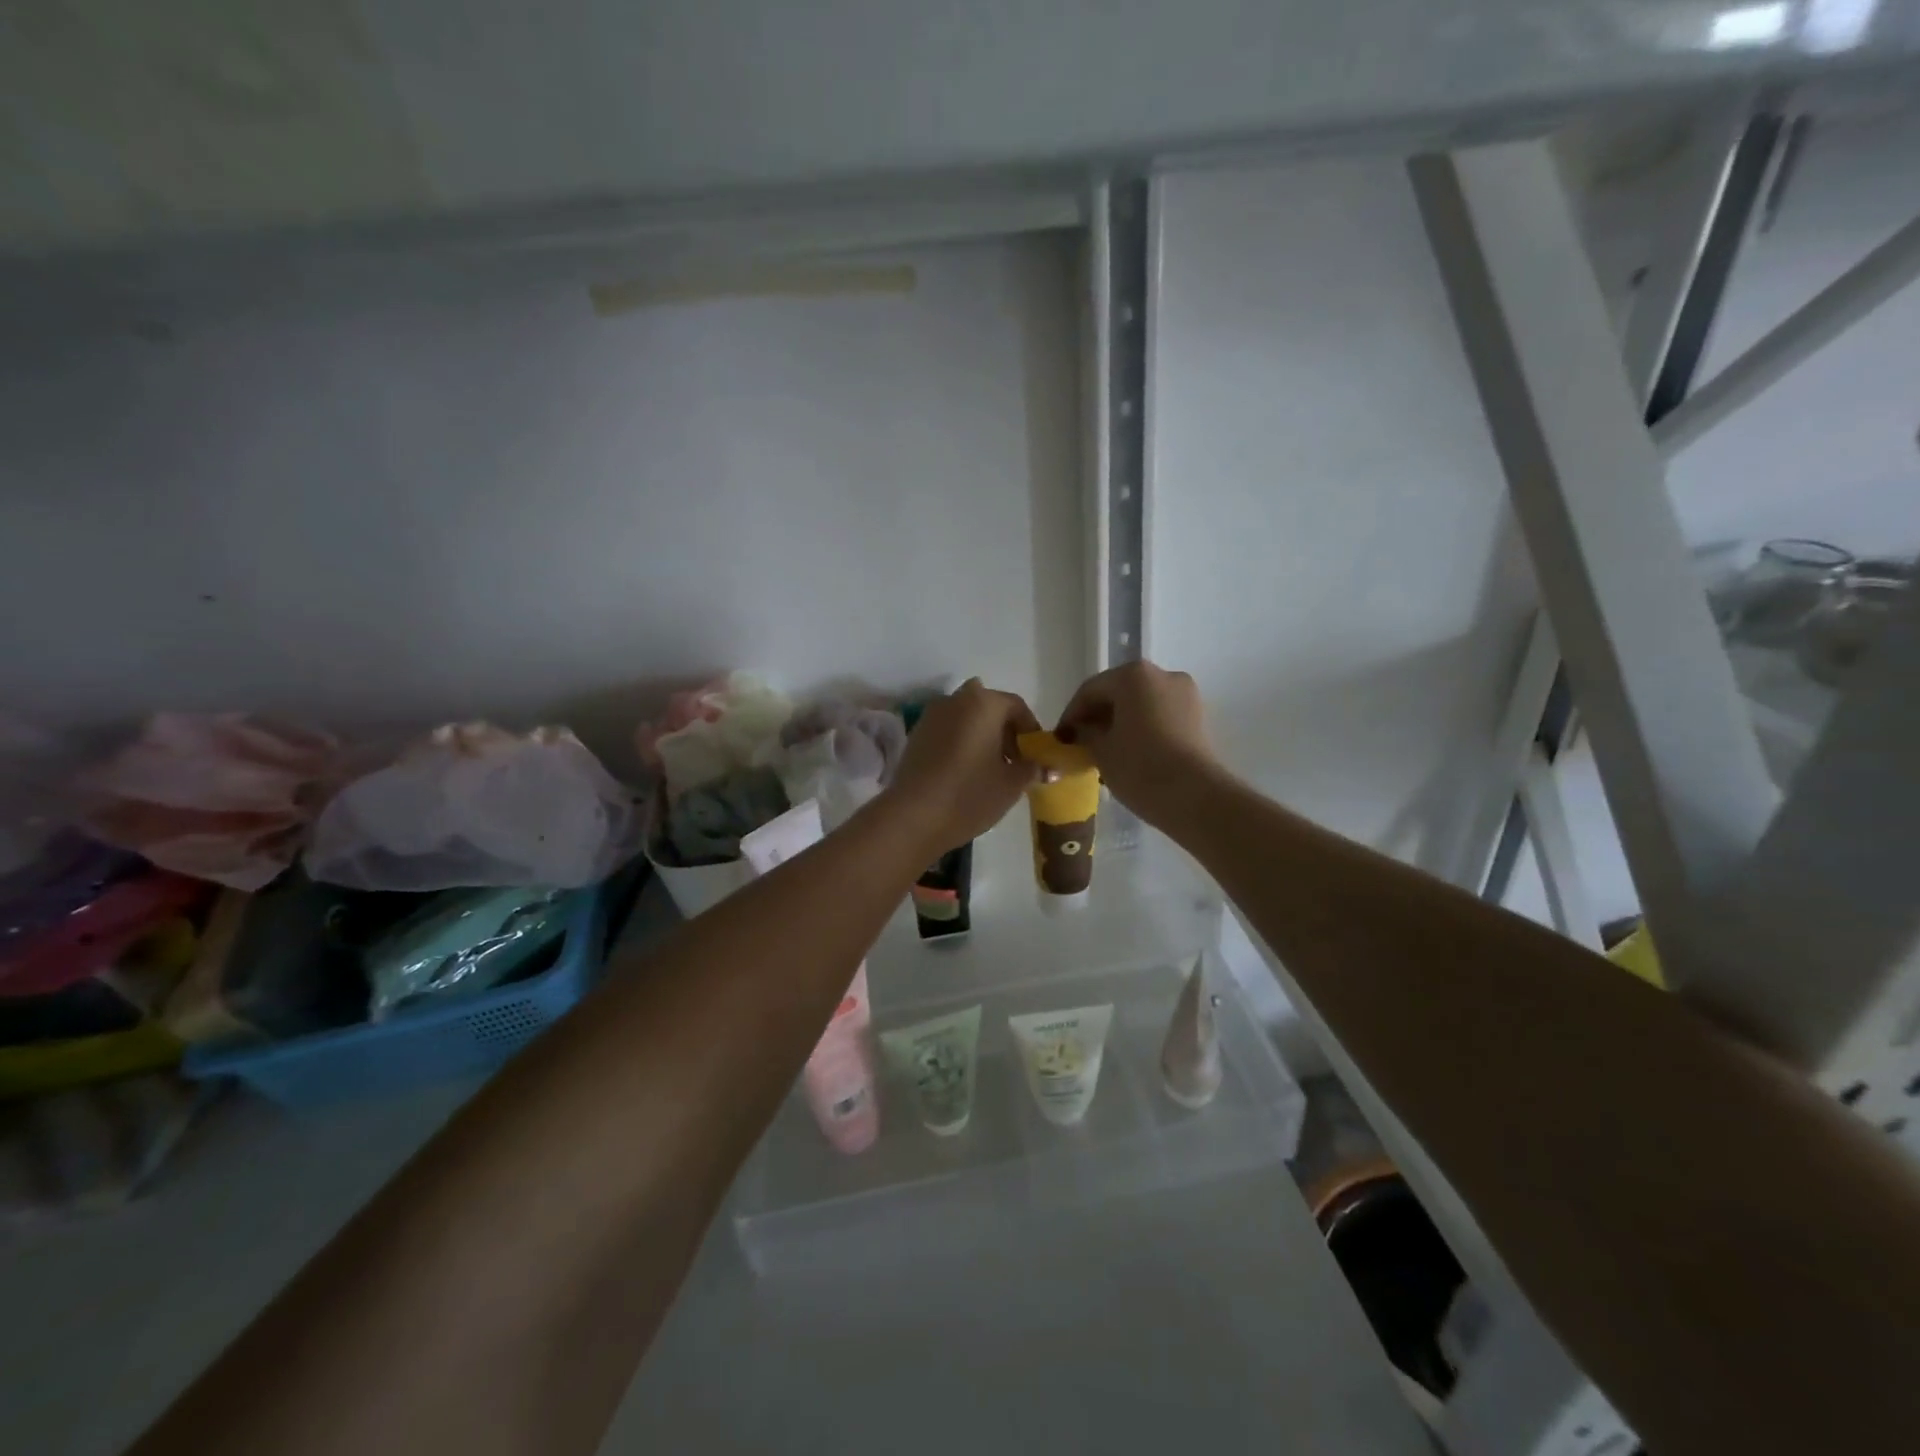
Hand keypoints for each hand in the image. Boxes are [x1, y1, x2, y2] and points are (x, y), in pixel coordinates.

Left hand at [885, 679, 1040, 853]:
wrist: (913, 817)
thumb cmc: (970, 795)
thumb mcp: (1011, 784)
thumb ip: (1032, 769)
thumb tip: (1049, 768)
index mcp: (984, 703)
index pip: (1016, 706)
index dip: (1031, 730)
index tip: (1036, 755)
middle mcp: (955, 700)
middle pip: (989, 708)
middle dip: (1004, 730)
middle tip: (1014, 761)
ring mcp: (931, 716)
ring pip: (966, 718)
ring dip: (981, 735)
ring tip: (990, 769)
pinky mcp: (915, 735)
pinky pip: (947, 731)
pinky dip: (960, 742)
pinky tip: (965, 772)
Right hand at [1056, 662, 1220, 826]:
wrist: (1194, 797)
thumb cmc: (1139, 767)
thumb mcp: (1100, 750)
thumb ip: (1085, 733)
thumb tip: (1081, 730)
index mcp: (1134, 675)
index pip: (1091, 690)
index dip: (1071, 715)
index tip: (1060, 739)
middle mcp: (1162, 675)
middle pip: (1118, 693)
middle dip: (1097, 717)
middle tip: (1080, 744)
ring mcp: (1185, 695)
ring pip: (1141, 705)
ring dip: (1120, 723)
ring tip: (1104, 752)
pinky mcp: (1198, 718)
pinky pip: (1160, 716)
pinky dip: (1142, 729)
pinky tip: (1130, 753)